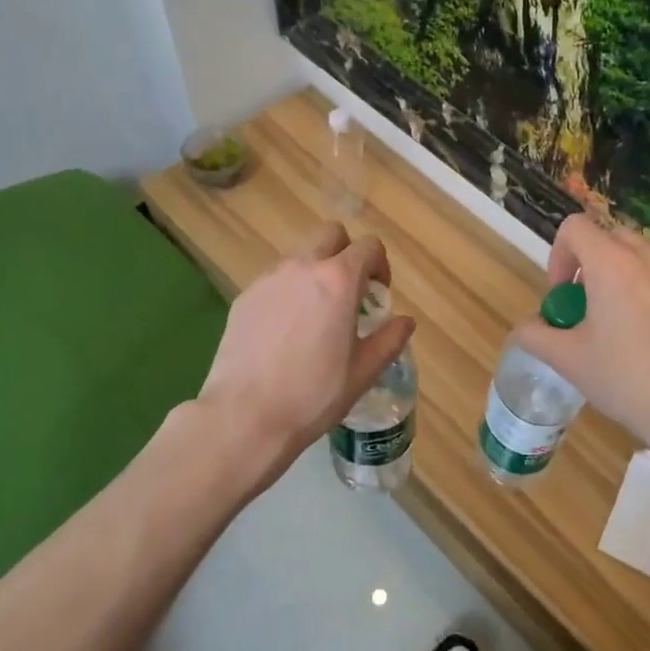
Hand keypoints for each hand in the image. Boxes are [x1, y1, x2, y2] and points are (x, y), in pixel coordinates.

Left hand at [195, 223, 414, 498]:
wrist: (245, 415)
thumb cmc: (314, 394)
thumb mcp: (364, 371)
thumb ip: (390, 339)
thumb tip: (405, 321)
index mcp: (339, 280)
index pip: (368, 246)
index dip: (380, 265)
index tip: (378, 294)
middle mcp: (303, 267)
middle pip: (331, 234)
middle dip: (346, 253)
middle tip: (349, 292)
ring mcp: (269, 279)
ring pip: (300, 256)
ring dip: (315, 272)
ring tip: (315, 315)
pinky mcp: (245, 297)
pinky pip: (275, 280)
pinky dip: (288, 292)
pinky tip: (285, 332)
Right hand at [513, 215, 649, 482]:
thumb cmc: (627, 380)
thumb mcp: (568, 360)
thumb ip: (535, 336)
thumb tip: (526, 328)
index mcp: (612, 264)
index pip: (575, 227)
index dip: (558, 255)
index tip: (561, 295)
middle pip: (609, 239)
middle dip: (588, 265)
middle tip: (584, 308)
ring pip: (640, 260)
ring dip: (619, 279)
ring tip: (617, 327)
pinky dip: (648, 296)